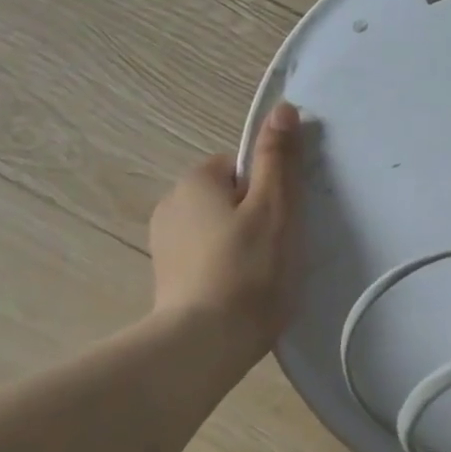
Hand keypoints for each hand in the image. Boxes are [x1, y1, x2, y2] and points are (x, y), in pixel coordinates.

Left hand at [148, 103, 301, 350]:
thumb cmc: (248, 269)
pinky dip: (226, 265)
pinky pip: (207, 255)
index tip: (285, 218)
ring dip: (241, 241)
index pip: (242, 165)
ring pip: (219, 227)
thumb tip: (283, 108)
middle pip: (231, 195)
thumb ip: (278, 157)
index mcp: (196, 179)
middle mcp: (171, 203)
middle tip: (279, 248)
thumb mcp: (274, 207)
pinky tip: (242, 290)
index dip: (270, 188)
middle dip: (256, 214)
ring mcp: (165, 242)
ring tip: (262, 274)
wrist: (204, 343)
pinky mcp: (168, 276)